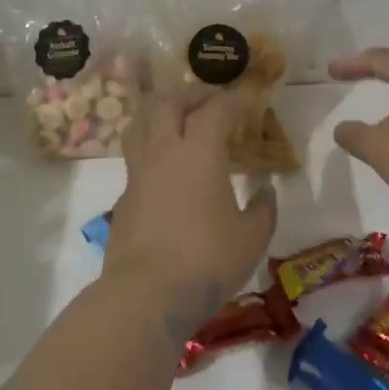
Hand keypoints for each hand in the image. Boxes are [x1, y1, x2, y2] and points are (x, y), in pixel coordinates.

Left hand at [103, 89, 278, 331]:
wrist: (147, 294)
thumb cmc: (207, 260)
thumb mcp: (253, 237)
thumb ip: (263, 208)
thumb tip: (265, 190)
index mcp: (199, 153)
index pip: (216, 110)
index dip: (234, 100)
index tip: (249, 99)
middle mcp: (164, 152)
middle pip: (167, 103)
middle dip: (190, 95)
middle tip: (209, 103)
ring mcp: (137, 174)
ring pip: (140, 124)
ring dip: (161, 114)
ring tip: (179, 123)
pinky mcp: (123, 198)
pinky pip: (135, 158)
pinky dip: (151, 150)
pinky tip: (166, 170)